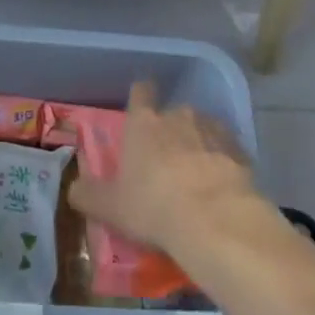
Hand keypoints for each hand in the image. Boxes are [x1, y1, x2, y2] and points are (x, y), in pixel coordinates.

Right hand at [67, 80, 259, 257]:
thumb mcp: (110, 208)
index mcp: (143, 123)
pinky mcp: (241, 150)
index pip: (141, 92)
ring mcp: (213, 129)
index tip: (142, 108)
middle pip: (173, 114)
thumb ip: (88, 195)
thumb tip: (73, 188)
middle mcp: (178, 115)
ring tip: (197, 178)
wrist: (218, 221)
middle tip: (166, 163)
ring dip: (199, 145)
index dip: (141, 97)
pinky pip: (227, 151)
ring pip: (202, 129)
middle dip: (170, 132)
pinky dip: (223, 163)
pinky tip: (221, 188)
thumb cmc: (154, 207)